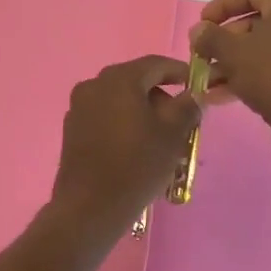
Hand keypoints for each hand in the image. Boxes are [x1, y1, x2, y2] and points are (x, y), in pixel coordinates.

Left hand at [49, 56, 202, 231]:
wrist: (90, 206)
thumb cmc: (137, 164)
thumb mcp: (173, 135)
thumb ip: (187, 107)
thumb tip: (194, 95)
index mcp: (119, 79)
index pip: (156, 64)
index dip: (180, 72)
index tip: (198, 86)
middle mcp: (94, 84)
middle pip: (136, 82)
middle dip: (162, 98)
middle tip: (182, 121)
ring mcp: (79, 106)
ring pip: (120, 101)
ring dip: (143, 113)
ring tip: (162, 140)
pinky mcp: (72, 129)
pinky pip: (105, 117)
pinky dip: (123, 124)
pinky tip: (136, 149)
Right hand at [190, 0, 270, 134]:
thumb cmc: (270, 73)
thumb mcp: (231, 51)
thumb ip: (210, 36)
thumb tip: (198, 31)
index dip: (222, 5)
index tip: (202, 23)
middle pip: (256, 21)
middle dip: (223, 40)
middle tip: (202, 54)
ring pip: (262, 48)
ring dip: (231, 61)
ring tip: (206, 79)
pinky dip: (248, 75)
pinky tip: (220, 95)